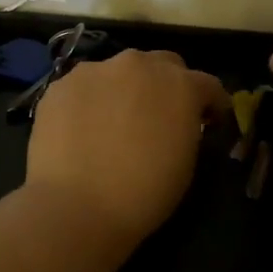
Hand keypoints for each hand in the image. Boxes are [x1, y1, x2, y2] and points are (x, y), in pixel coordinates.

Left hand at [26, 49, 229, 243]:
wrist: (76, 207)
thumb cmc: (144, 194)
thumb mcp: (186, 162)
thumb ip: (187, 128)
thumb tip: (179, 123)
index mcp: (180, 85)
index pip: (207, 85)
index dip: (211, 105)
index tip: (209, 123)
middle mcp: (138, 64)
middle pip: (161, 65)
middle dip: (166, 86)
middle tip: (159, 117)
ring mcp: (94, 71)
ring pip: (118, 72)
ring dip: (124, 90)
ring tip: (113, 122)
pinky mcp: (60, 85)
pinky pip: (84, 88)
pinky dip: (89, 102)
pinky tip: (82, 129)